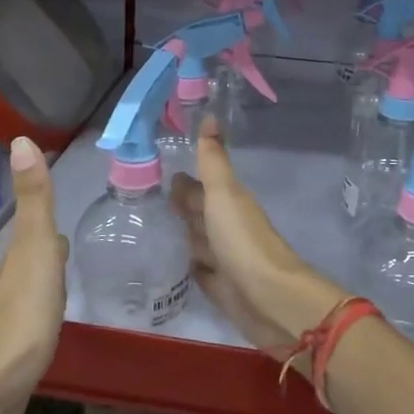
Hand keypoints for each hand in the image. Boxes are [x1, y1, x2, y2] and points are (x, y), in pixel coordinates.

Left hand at [0, 136, 68, 413]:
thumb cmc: (19, 319)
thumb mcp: (33, 251)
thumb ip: (34, 201)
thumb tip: (20, 138)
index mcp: (17, 261)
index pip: (35, 233)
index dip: (47, 222)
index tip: (66, 218)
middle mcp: (8, 289)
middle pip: (31, 263)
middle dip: (50, 253)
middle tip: (76, 247)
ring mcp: (9, 327)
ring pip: (31, 296)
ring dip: (47, 286)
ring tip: (71, 284)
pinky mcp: (12, 362)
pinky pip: (33, 328)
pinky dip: (45, 319)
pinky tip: (53, 330)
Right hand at [170, 120, 345, 372]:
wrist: (269, 298)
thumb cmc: (243, 240)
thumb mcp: (224, 194)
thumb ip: (213, 160)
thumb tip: (210, 115)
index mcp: (228, 202)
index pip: (199, 186)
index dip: (182, 180)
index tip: (155, 171)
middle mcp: (225, 226)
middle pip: (198, 212)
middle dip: (178, 206)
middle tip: (144, 200)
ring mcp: (222, 257)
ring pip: (196, 240)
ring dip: (179, 234)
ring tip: (149, 228)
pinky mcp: (218, 286)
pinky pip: (196, 269)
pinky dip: (183, 264)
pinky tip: (166, 262)